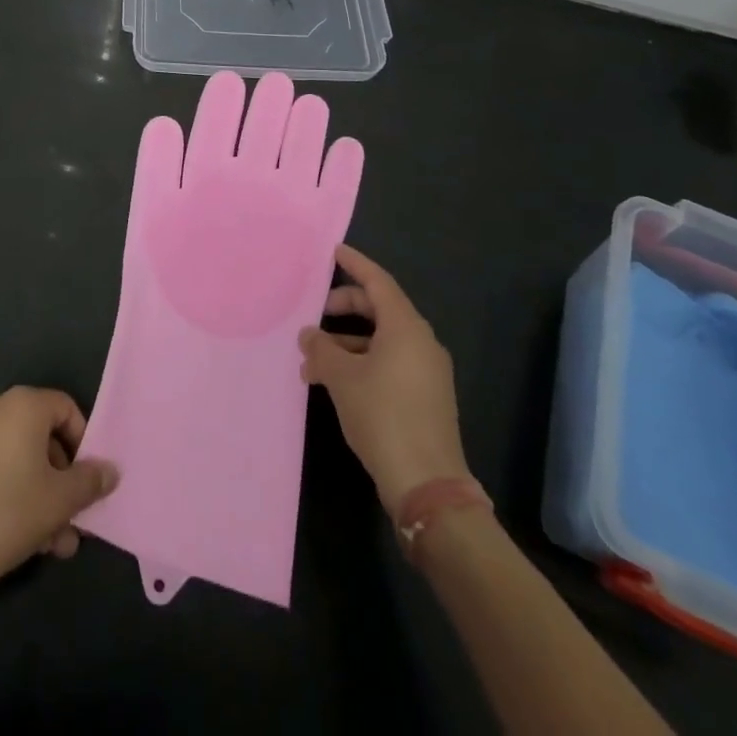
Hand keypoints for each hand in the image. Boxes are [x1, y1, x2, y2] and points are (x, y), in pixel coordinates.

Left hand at [0, 388, 119, 594]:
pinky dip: (3, 491)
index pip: (65, 409)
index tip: (85, 482)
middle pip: (38, 437)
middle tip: (68, 522)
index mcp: (22, 404)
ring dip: (34, 493)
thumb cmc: (6, 512)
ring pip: (12, 458)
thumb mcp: (59, 501)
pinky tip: (10, 534)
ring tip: (45, 543)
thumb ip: (89, 481)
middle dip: (58, 481)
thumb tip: (111, 470)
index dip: (82, 443)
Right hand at [299, 244, 469, 512]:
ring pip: (382, 339)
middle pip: (380, 309)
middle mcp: (421, 342)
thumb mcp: (342, 378)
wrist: (427, 484)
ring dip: (347, 343)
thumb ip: (321, 349)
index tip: (334, 251)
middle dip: (344, 307)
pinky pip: (390, 362)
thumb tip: (308, 335)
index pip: (378, 282)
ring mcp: (427, 371)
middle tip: (315, 315)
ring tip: (313, 363)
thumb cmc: (383, 416)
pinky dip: (362, 362)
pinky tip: (335, 383)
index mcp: (405, 327)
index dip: (355, 264)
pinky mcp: (425, 396)